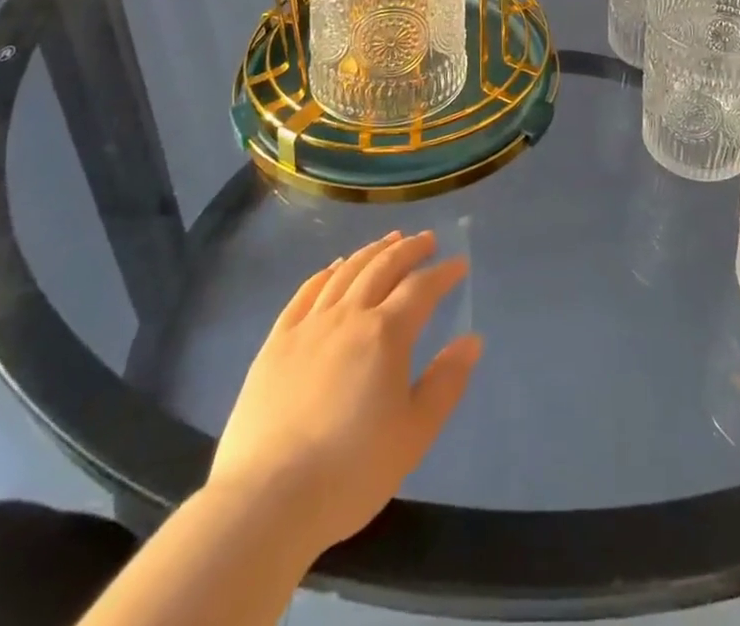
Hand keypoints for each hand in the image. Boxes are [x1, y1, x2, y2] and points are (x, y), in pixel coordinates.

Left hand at [208, 231, 480, 555]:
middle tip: (426, 239)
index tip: (459, 263)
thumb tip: (472, 340)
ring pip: (346, 272)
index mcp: (386, 333)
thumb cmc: (351, 471)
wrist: (267, 500)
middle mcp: (349, 315)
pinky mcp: (276, 342)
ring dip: (371, 252)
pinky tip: (334, 268)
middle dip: (409, 249)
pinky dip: (326, 273)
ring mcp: (309, 325)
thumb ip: (446, 383)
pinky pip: (306, 292)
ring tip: (388, 241)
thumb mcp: (414, 434)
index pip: (421, 288)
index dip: (443, 273)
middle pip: (383, 267)